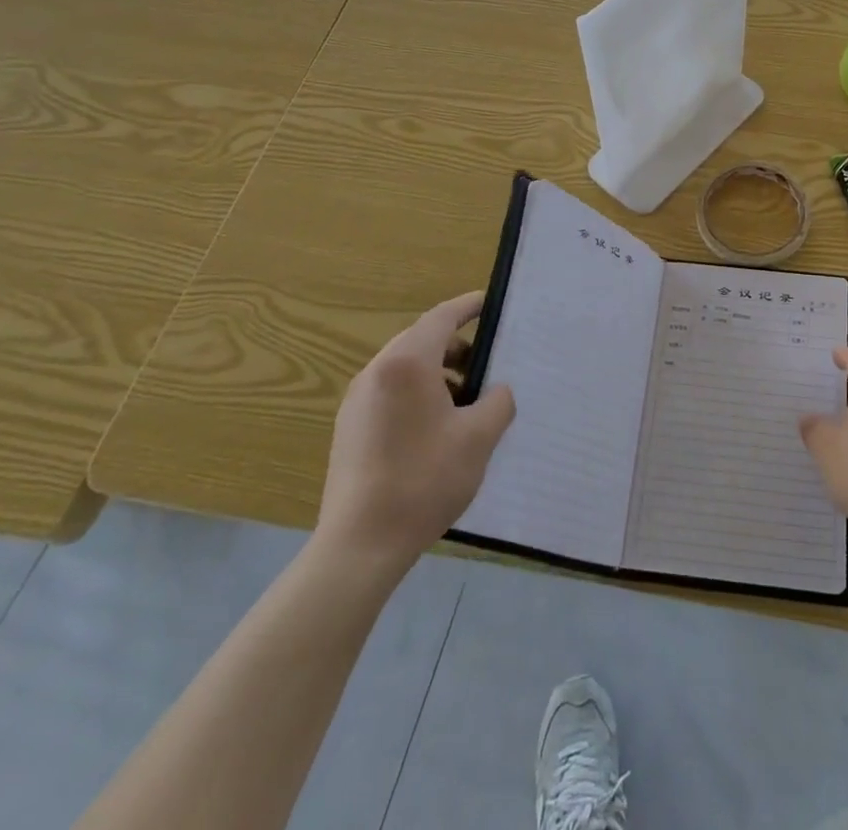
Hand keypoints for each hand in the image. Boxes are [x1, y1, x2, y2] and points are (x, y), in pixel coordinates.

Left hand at [314, 292, 515, 573]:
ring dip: (438, 372)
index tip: (490, 303)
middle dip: (456, 345)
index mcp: (407, 363)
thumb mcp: (479, 438)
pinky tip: (437, 428)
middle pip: (421, 340)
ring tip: (467, 401)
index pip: (441, 317)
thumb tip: (496, 391)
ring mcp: (357, 400)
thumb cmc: (424, 480)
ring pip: (405, 368)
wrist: (360, 545)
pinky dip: (418, 393)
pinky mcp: (349, 427)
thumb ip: (498, 402)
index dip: (468, 306)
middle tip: (487, 363)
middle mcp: (376, 372)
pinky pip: (390, 392)